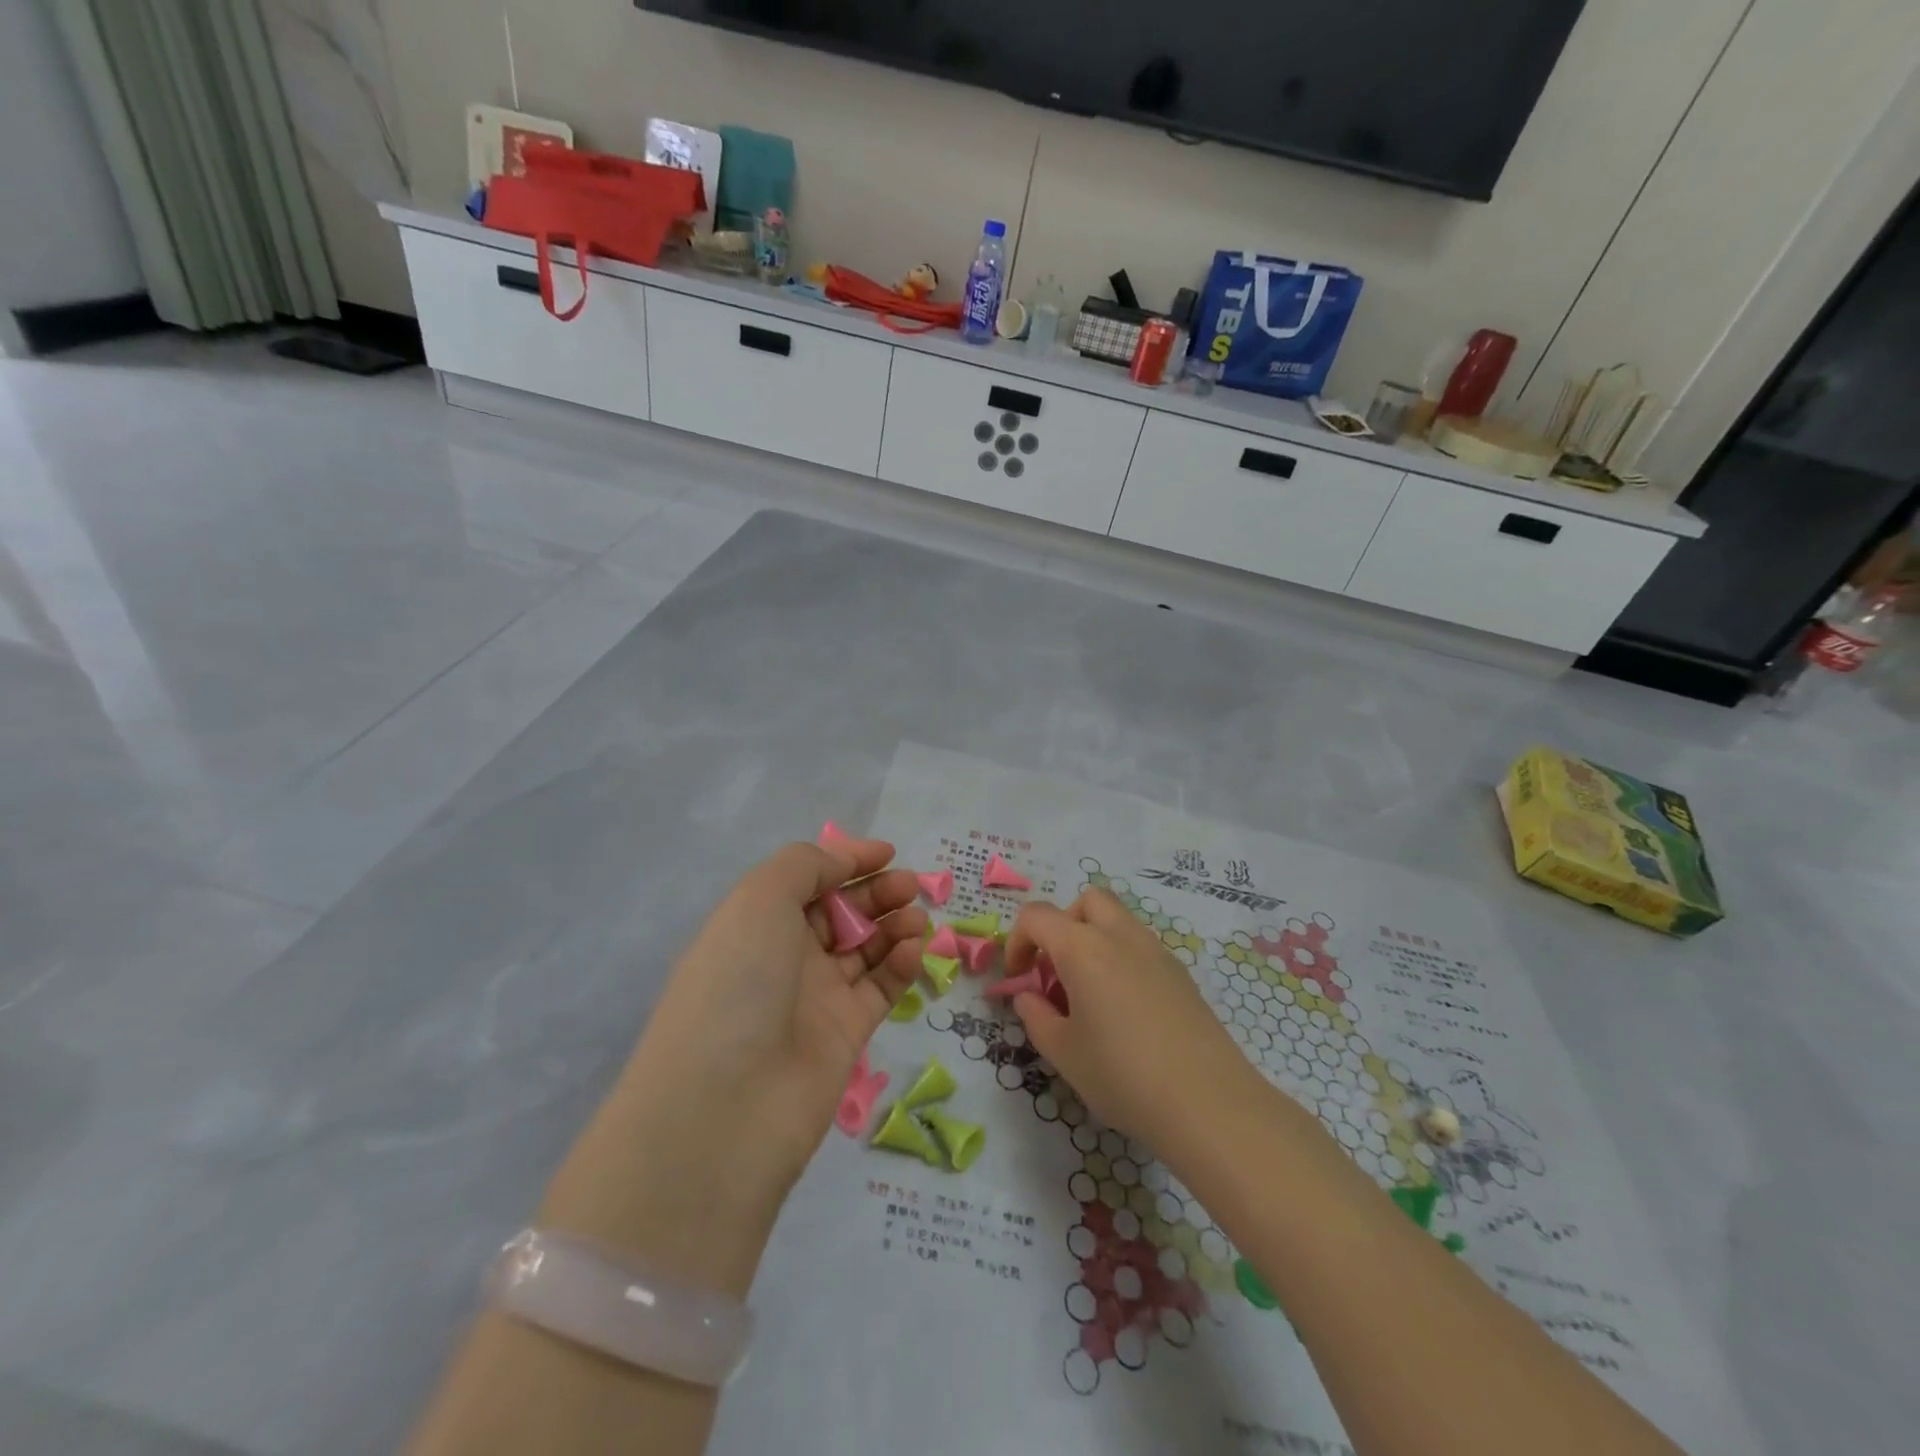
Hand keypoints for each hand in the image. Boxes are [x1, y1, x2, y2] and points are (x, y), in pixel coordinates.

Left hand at [622, 837, 929, 1196]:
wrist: (727, 1105)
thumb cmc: (739, 982)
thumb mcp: (760, 900)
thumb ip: (805, 866)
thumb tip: (843, 860)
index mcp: (756, 922)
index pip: (808, 881)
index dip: (846, 861)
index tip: (887, 852)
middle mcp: (784, 957)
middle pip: (840, 912)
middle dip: (876, 892)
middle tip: (909, 885)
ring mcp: (816, 998)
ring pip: (865, 949)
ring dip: (893, 925)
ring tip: (916, 918)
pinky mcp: (845, 1035)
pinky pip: (880, 988)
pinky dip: (900, 964)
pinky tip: (913, 949)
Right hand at [1006, 888, 1256, 1151]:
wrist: (1209, 1103)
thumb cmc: (1123, 1076)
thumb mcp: (1063, 1052)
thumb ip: (1035, 1015)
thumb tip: (1029, 995)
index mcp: (1083, 948)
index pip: (1037, 917)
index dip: (1017, 942)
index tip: (1018, 979)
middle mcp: (1120, 936)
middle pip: (1086, 901)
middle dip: (1063, 926)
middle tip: (1057, 971)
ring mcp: (1156, 951)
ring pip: (1117, 920)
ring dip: (1094, 940)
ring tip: (1089, 994)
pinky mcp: (1181, 973)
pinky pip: (1140, 946)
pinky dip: (1121, 959)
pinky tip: (1124, 1010)